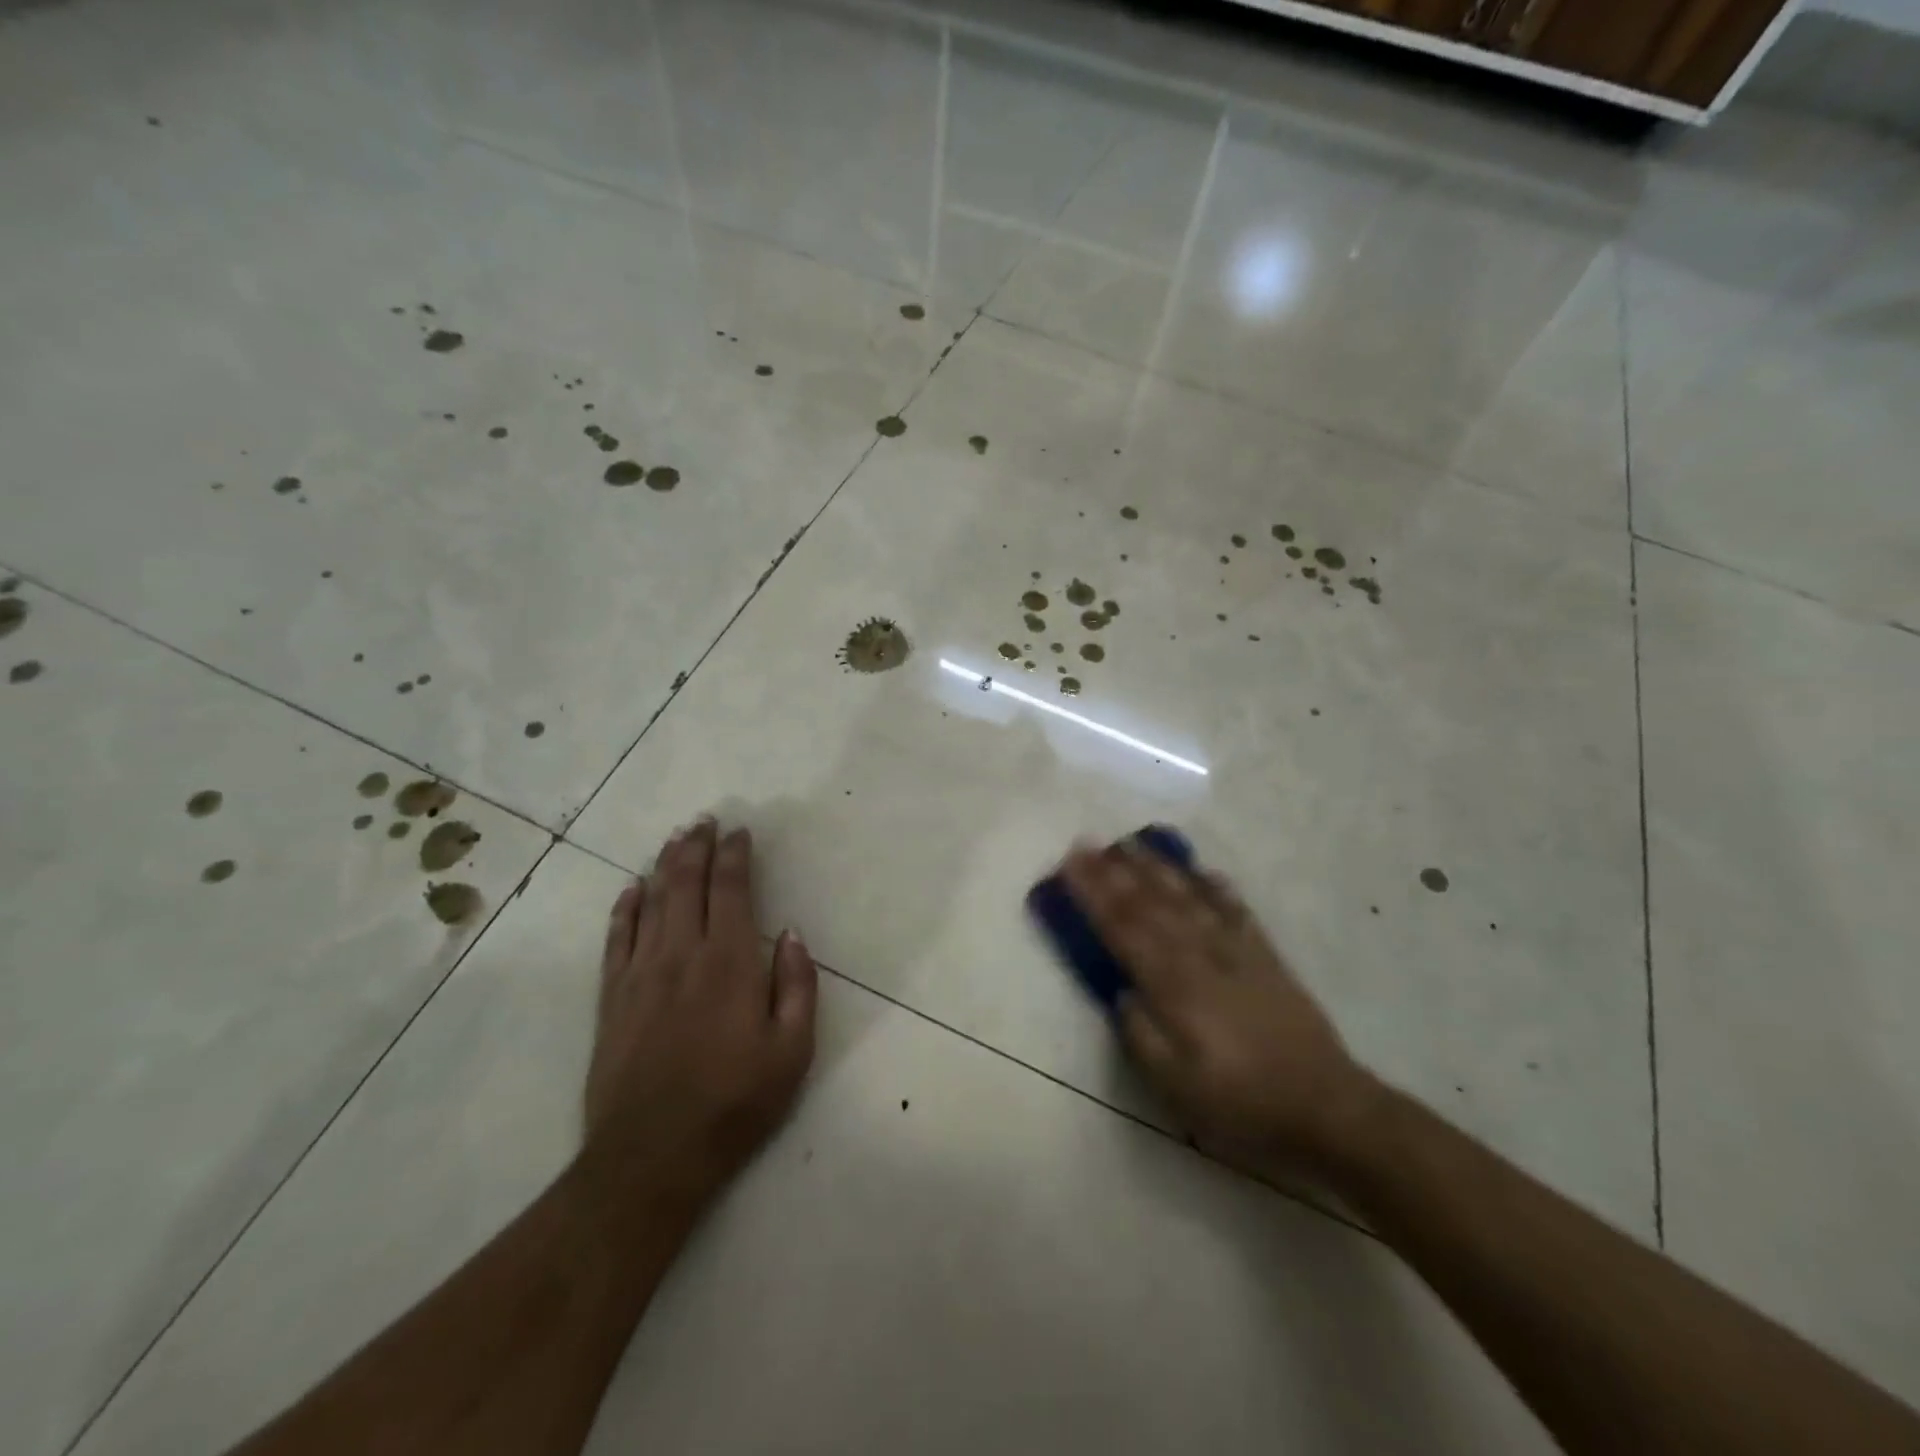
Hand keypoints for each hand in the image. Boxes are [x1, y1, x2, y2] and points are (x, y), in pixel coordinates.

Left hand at [583, 819, 816, 1213]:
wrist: (651, 1157)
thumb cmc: (734, 1103)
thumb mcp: (792, 1051)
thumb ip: (797, 986)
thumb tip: (789, 934)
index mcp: (729, 963)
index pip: (731, 891)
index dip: (735, 856)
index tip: (740, 832)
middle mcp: (681, 955)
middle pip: (686, 884)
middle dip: (697, 847)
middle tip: (704, 820)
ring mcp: (640, 974)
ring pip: (651, 902)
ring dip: (664, 865)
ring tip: (675, 839)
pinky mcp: (611, 999)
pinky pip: (616, 939)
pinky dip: (624, 908)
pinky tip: (631, 888)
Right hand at [1062, 843, 1376, 1177]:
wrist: (1327, 1108)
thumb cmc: (1241, 1103)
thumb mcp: (1177, 1087)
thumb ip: (1141, 1035)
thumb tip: (1122, 993)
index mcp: (1174, 987)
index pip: (1122, 929)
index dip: (1093, 894)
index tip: (1070, 863)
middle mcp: (1201, 956)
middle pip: (1150, 904)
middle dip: (1114, 872)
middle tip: (1087, 841)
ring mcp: (1236, 952)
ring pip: (1189, 898)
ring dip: (1158, 868)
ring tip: (1133, 843)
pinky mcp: (1266, 958)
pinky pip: (1237, 911)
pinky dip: (1219, 887)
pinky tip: (1205, 870)